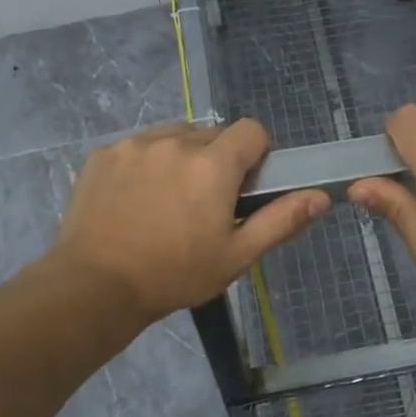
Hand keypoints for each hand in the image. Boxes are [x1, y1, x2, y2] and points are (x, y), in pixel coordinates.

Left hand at [53, 119, 327, 320]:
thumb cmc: (174, 274)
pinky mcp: (104, 154)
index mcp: (213, 164)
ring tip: (169, 199)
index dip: (256, 153)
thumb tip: (320, 196)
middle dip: (217, 159)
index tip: (246, 185)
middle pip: (212, 133)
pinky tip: (136, 199)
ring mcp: (135, 144)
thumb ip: (281, 220)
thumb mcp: (236, 255)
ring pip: (175, 135)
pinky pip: (139, 145)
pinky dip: (147, 162)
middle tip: (205, 202)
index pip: (252, 130)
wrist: (94, 286)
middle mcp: (176, 141)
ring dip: (182, 156)